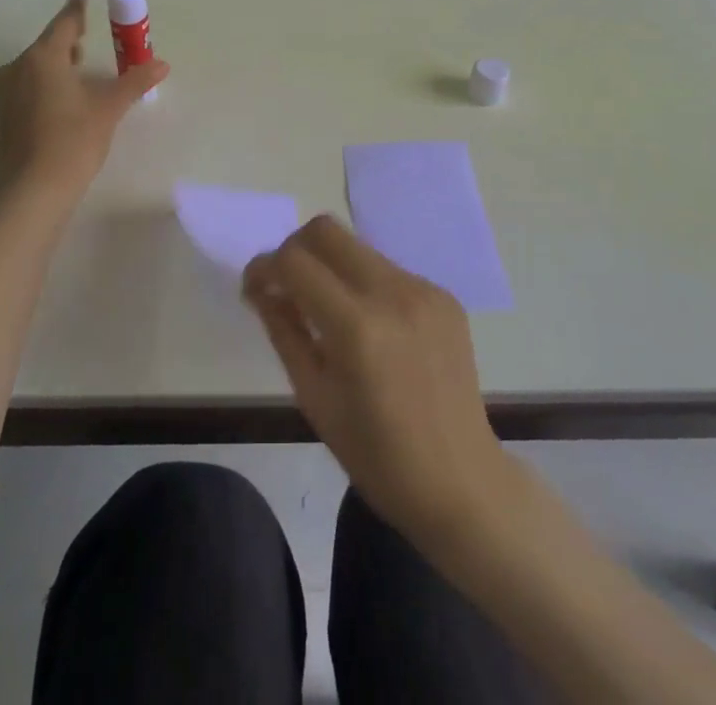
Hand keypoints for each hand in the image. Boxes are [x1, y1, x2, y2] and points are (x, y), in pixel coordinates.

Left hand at [0, 0, 167, 198]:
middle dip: (67, 41)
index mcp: (42, 58)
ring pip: (33, 69)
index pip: (63, 24)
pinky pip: (26, 89)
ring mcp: (5, 95)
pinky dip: (44, 86)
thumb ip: (134, 82)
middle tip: (87, 38)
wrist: (31, 193)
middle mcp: (17, 69)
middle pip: (46, 46)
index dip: (76, 10)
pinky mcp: (2, 119)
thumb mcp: (108, 109)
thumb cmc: (72, 141)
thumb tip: (161, 64)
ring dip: (55, 65)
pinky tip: (61, 102)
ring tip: (77, 72)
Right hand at [243, 216, 512, 546]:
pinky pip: (389, 270)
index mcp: (357, 327)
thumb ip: (284, 331)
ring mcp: (424, 290)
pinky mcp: (444, 296)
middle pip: (327, 231)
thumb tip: (262, 288)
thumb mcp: (314, 398)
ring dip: (331, 266)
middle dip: (295, 249)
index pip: (295, 262)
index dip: (264, 267)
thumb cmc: (376, 456)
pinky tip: (371, 328)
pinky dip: (365, 285)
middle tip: (286, 286)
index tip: (255, 288)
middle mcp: (393, 293)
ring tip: (328, 311)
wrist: (461, 483)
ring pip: (358, 248)